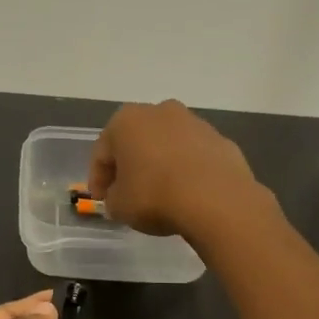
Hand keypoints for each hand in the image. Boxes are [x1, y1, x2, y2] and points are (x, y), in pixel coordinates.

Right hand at [88, 100, 265, 240]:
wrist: (216, 199)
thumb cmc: (155, 196)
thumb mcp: (119, 206)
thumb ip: (113, 198)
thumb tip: (120, 196)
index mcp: (126, 121)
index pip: (102, 152)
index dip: (98, 179)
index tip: (101, 200)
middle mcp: (159, 112)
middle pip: (136, 142)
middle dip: (130, 166)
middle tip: (128, 194)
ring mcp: (194, 123)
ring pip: (167, 145)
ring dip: (160, 165)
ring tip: (161, 195)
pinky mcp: (220, 139)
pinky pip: (194, 156)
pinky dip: (187, 171)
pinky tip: (188, 194)